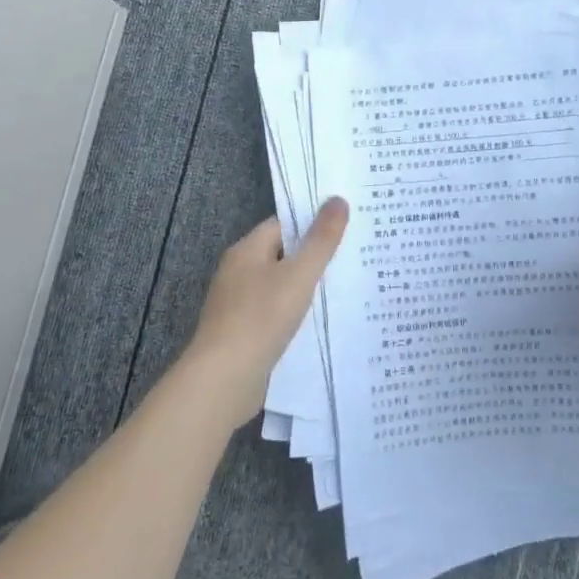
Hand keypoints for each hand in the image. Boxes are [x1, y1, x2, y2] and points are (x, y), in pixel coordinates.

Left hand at [184, 197, 348, 429]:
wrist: (225, 379)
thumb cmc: (261, 317)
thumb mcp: (300, 274)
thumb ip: (321, 239)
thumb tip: (338, 199)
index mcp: (247, 250)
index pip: (283, 225)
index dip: (312, 224)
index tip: (345, 228)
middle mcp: (239, 273)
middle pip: (282, 255)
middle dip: (314, 257)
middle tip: (353, 256)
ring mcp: (238, 304)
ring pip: (280, 286)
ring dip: (306, 288)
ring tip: (345, 288)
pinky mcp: (243, 333)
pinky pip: (275, 313)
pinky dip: (296, 314)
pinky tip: (321, 322)